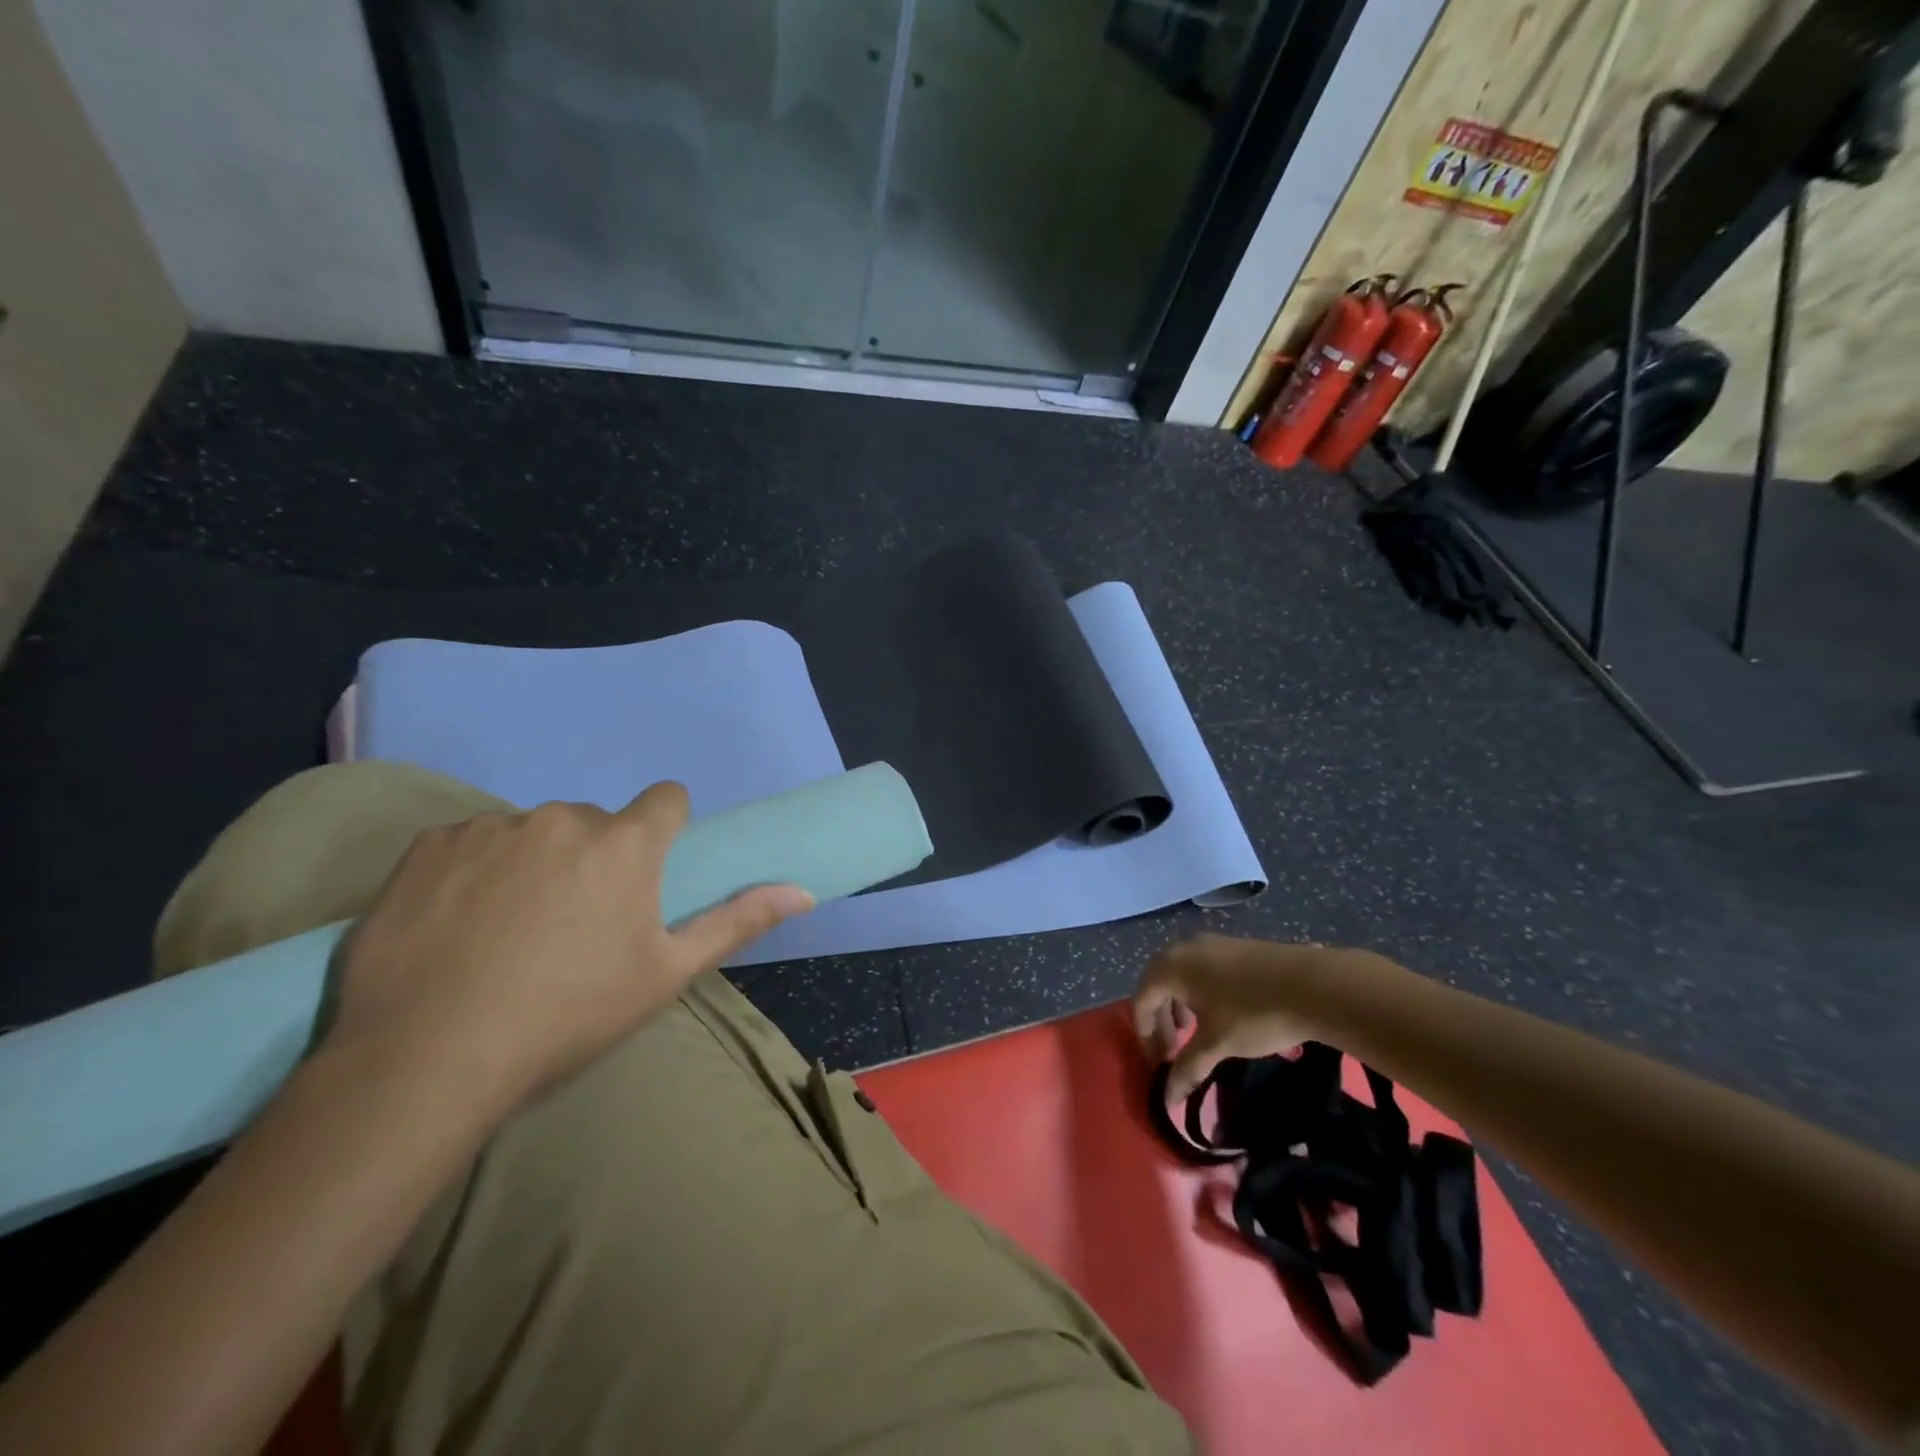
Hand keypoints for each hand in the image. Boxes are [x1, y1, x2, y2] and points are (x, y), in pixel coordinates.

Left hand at [325, 783, 812, 1119]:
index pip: (666, 800)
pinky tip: (456, 926)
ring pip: (533, 832)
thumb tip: (802, 891)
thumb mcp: (666, 974)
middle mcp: (563, 818)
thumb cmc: (568, 1015)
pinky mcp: (428, 845)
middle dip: (595, 857)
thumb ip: (738, 921)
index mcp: (626, 843)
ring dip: (535, 863)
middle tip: (572, 925)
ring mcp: (491, 827)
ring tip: (507, 931)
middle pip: (596, 822)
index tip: (646, 876)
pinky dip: (475, 871)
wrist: (424, 1061)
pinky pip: (472, 842)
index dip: (664, 831)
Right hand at [1133, 935, 1361, 1100]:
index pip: (1141, 1000)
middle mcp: (1184, 947)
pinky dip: (1199, 994)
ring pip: (1180, 975)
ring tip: (1195, 1033)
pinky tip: (1220, 1015)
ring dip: (1179, 1006)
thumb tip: (1168, 1098)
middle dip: (1160, 1020)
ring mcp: (1212, 943)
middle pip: (1157, 984)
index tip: (1158, 1065)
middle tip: (1172, 1052)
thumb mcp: (1217, 1044)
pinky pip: (1201, 970)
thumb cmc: (1254, 1013)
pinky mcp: (1235, 946)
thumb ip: (1187, 1068)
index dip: (1145, 1035)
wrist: (1315, 985)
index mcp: (1171, 966)